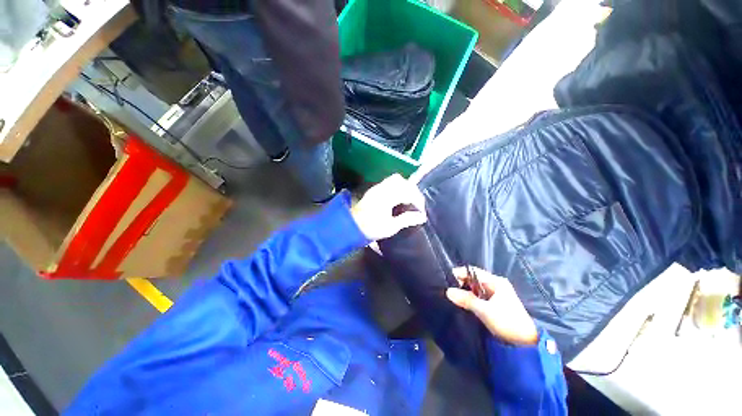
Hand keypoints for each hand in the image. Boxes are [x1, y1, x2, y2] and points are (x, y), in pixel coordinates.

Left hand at [351, 174, 426, 240]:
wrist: (351, 227)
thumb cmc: (371, 228)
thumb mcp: (390, 227)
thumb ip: (407, 219)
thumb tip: (422, 217)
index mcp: (387, 197)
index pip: (408, 192)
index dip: (418, 201)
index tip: (421, 211)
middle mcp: (382, 188)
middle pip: (402, 181)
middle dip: (412, 191)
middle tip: (416, 203)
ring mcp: (377, 188)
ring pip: (395, 179)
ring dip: (405, 187)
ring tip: (409, 199)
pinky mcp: (374, 190)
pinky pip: (389, 182)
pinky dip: (397, 187)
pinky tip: (398, 197)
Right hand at [446, 267, 538, 345]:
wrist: (525, 343)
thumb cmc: (507, 322)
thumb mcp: (485, 310)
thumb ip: (466, 299)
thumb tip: (448, 291)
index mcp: (496, 282)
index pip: (474, 271)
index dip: (460, 273)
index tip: (447, 278)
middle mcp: (496, 285)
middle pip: (474, 279)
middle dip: (461, 282)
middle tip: (449, 288)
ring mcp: (496, 294)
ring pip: (475, 288)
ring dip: (465, 291)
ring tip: (453, 295)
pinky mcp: (495, 304)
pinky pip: (479, 296)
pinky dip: (470, 298)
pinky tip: (463, 302)